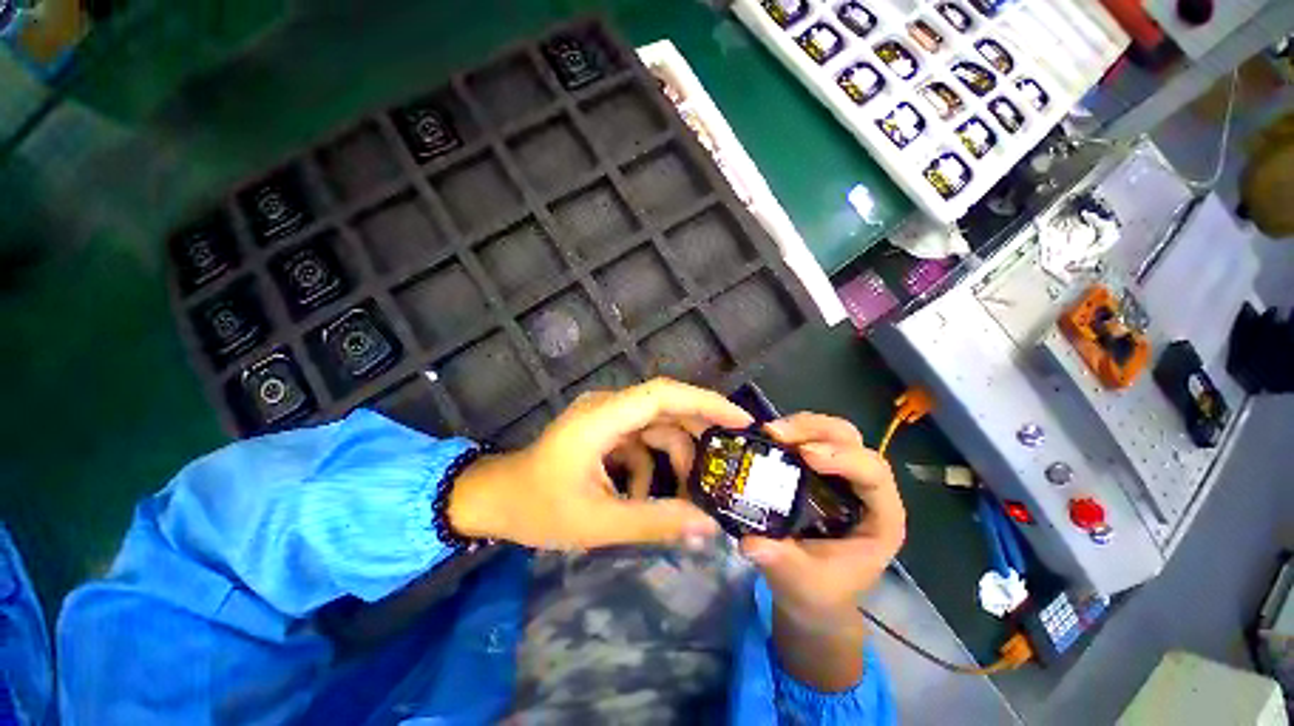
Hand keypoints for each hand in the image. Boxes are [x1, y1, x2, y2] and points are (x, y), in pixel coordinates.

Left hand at [448, 378, 752, 550]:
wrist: (495, 499)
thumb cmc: (538, 508)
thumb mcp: (598, 522)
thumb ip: (654, 522)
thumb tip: (707, 527)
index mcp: (602, 418)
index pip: (664, 394)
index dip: (706, 402)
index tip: (741, 421)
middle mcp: (607, 407)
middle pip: (667, 407)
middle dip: (699, 435)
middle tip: (727, 464)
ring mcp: (606, 417)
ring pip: (657, 426)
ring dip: (674, 458)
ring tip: (685, 496)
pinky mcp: (605, 430)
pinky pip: (641, 441)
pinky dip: (651, 466)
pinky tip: (644, 498)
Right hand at [740, 413, 905, 691]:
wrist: (811, 592)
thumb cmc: (818, 591)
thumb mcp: (800, 583)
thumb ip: (780, 562)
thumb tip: (750, 541)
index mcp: (881, 519)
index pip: (874, 474)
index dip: (844, 458)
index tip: (805, 455)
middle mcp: (866, 488)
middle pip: (852, 441)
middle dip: (816, 431)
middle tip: (777, 433)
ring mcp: (842, 474)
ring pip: (832, 433)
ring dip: (801, 426)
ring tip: (769, 432)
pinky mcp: (819, 469)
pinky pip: (811, 438)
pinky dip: (791, 432)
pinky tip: (769, 437)